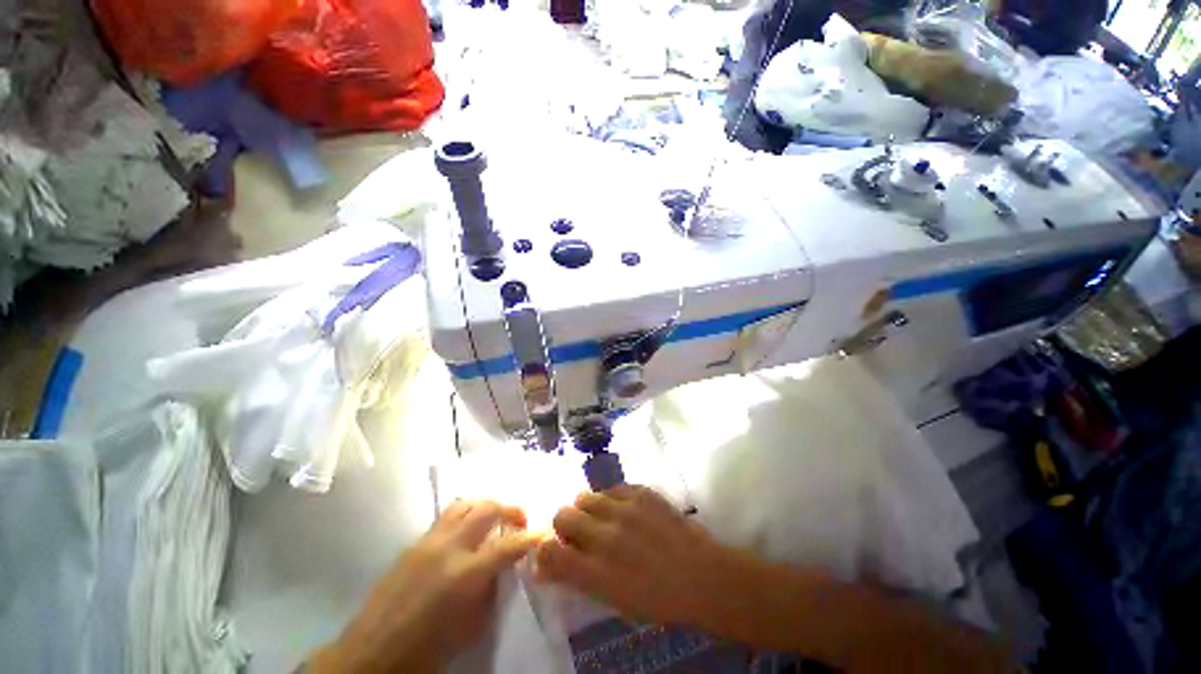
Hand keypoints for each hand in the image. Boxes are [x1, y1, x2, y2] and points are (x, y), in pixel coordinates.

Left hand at [310, 500, 539, 673]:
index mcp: (465, 574)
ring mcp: (428, 541)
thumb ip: (492, 588)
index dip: (531, 537)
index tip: (544, 534)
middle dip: (510, 510)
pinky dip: (465, 516)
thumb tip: (506, 565)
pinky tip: (467, 532)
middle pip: (487, 508)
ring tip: (494, 520)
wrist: (371, 655)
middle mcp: (448, 547)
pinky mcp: (414, 543)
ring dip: (485, 507)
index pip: (509, 544)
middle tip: (519, 521)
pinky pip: (446, 517)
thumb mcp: (471, 626)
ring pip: (465, 504)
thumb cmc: (427, 650)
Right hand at [535, 485, 743, 627]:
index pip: (550, 553)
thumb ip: (579, 578)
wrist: (701, 574)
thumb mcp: (613, 599)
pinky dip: (611, 500)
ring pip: (585, 496)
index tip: (551, 553)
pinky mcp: (640, 491)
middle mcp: (606, 535)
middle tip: (578, 534)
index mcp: (597, 571)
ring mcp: (624, 508)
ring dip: (587, 510)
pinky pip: (612, 488)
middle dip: (564, 525)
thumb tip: (547, 567)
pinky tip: (624, 511)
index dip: (544, 552)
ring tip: (602, 520)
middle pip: (563, 515)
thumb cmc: (658, 599)